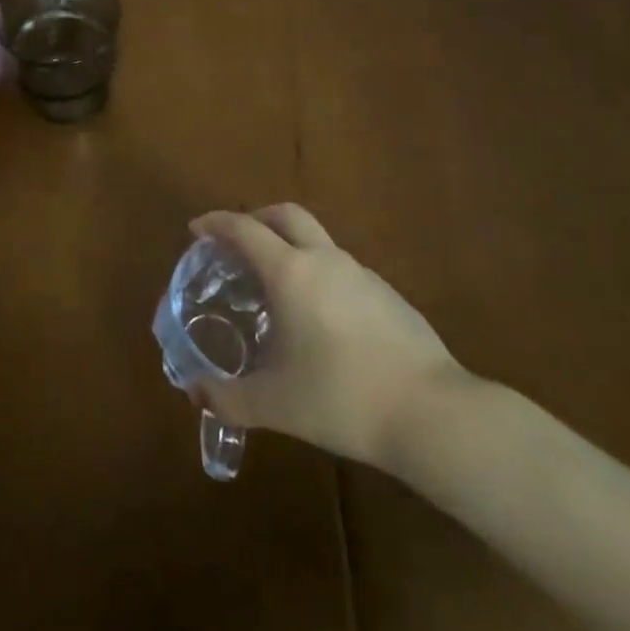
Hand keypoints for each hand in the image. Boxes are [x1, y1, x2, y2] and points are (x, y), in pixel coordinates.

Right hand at [189, 204, 469, 473]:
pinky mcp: (389, 296)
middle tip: (237, 243)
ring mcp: (362, 275)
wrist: (434, 415)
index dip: (216, 223)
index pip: (245, 230)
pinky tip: (319, 319)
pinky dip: (319, 275)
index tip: (197, 229)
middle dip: (256, 218)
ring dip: (290, 248)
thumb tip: (195, 393)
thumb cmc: (342, 399)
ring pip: (318, 242)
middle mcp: (325, 261)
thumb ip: (228, 398)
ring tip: (276, 287)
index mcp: (290, 273)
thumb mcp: (275, 404)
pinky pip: (342, 270)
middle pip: (286, 215)